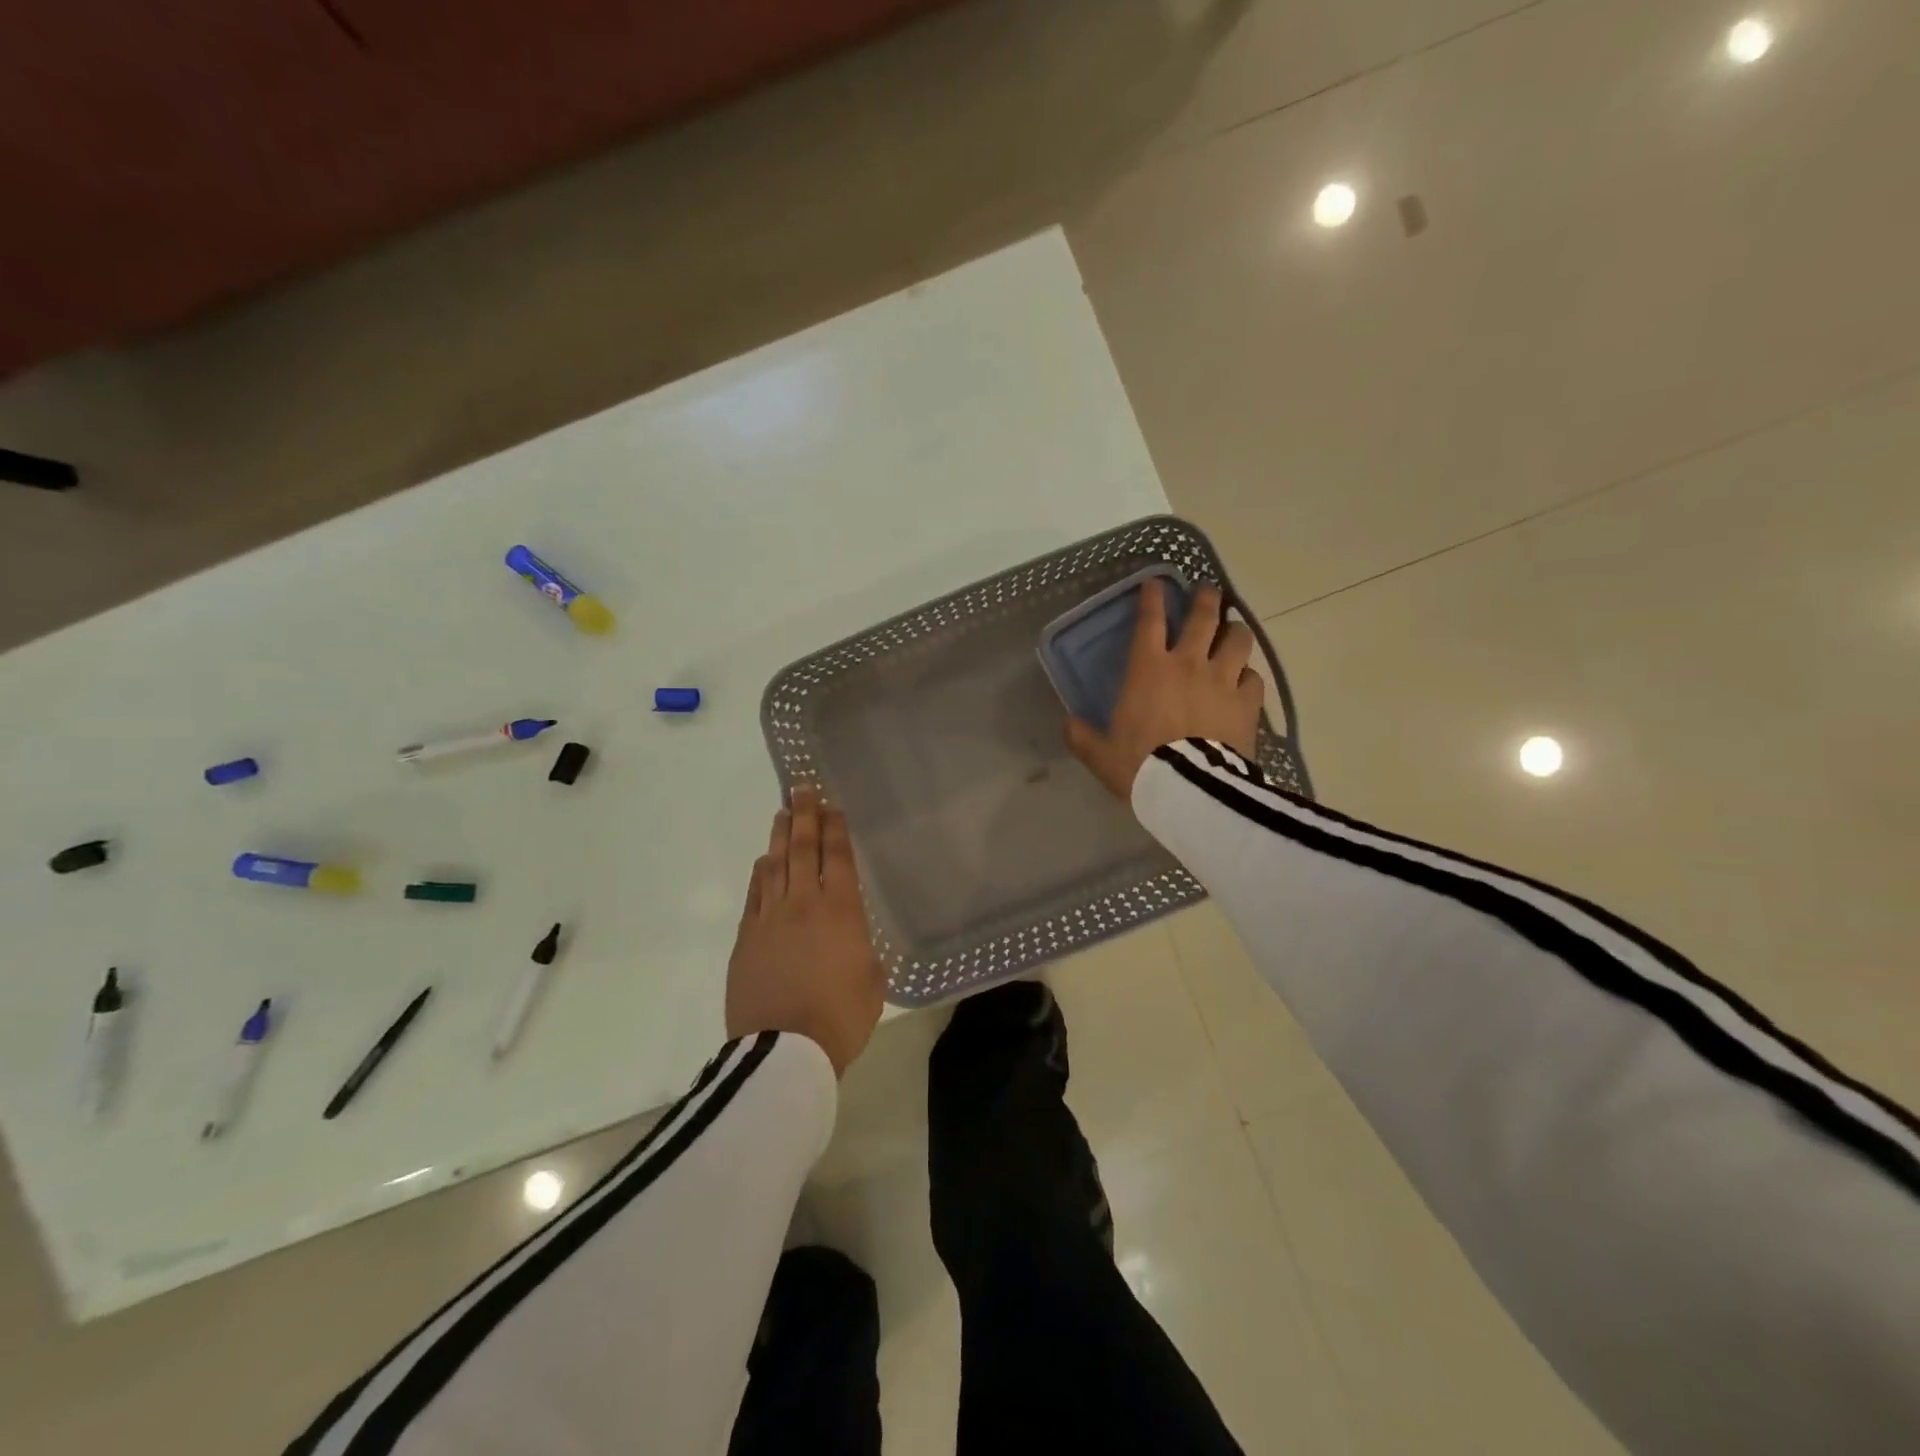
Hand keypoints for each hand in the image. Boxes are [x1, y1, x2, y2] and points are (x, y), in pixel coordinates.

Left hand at [726, 785, 885, 1077]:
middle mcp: (803, 903)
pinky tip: (762, 863)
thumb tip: (851, 944)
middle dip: (804, 816)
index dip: (835, 828)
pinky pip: (754, 895)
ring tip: (782, 814)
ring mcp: (770, 919)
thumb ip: (863, 953)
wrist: (784, 1051)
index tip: (832, 805)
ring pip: (774, 865)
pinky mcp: (746, 939)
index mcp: (841, 911)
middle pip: (802, 849)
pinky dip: (760, 873)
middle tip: (802, 788)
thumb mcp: (873, 983)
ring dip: (778, 836)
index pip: (837, 857)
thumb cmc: (840, 1017)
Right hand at [1065, 578, 1263, 801]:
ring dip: (1236, 630)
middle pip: (1203, 618)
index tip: (1156, 582)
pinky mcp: (1247, 703)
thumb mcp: (1100, 754)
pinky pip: (1254, 678)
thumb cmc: (1140, 765)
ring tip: (1234, 628)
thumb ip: (1082, 736)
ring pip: (1238, 640)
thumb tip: (1068, 724)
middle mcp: (1188, 664)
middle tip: (1208, 590)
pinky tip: (1246, 680)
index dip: (1152, 597)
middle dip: (1205, 599)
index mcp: (1148, 670)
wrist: (1189, 789)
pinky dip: (1249, 675)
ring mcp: (1222, 681)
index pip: (1150, 621)